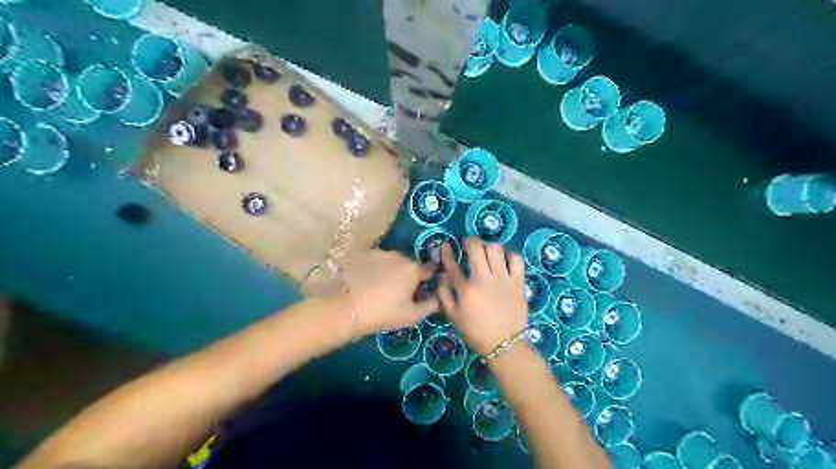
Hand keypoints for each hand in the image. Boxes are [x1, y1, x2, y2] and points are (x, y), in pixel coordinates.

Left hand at [342, 249, 439, 336]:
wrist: (346, 308)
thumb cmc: (383, 313)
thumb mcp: (411, 316)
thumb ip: (430, 305)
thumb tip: (439, 298)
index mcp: (413, 270)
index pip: (429, 268)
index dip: (430, 275)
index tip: (427, 282)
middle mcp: (398, 256)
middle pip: (409, 264)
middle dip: (407, 274)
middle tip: (399, 292)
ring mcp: (379, 253)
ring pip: (391, 261)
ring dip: (391, 270)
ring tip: (380, 287)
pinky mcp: (362, 255)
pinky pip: (375, 260)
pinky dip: (375, 268)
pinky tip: (366, 282)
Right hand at [439, 238, 521, 355]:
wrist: (505, 344)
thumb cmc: (476, 332)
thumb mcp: (453, 316)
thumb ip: (444, 294)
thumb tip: (442, 276)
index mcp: (466, 289)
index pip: (452, 264)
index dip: (447, 252)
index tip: (446, 245)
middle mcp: (484, 279)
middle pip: (476, 248)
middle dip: (470, 241)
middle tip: (469, 245)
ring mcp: (503, 279)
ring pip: (496, 249)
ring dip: (489, 248)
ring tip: (488, 254)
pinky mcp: (518, 281)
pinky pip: (516, 259)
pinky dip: (510, 257)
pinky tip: (505, 262)